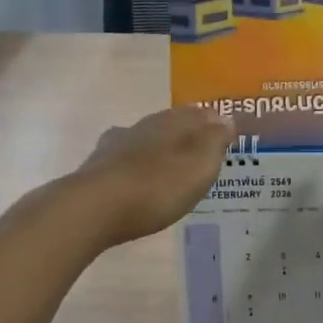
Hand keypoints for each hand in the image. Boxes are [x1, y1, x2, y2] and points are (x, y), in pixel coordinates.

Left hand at [71, 105, 232, 246]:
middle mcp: (142, 127)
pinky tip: (138, 177)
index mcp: (171, 123)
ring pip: (146, 140)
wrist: (94, 209)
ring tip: (173, 166)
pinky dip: (137, 167)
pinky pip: (126, 162)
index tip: (228, 132)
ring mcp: (116, 146)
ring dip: (160, 149)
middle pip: (171, 124)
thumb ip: (215, 140)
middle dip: (188, 133)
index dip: (215, 121)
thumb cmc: (157, 187)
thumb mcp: (199, 165)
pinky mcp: (98, 169)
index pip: (199, 113)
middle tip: (203, 150)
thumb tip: (225, 118)